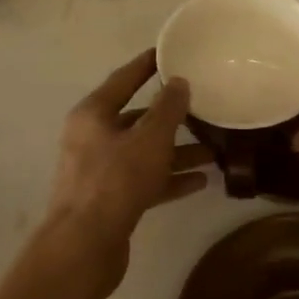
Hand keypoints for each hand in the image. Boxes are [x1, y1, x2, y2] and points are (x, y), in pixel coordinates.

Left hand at [44, 51, 210, 278]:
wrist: (85, 245)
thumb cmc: (115, 181)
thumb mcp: (149, 139)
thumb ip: (167, 109)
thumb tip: (178, 82)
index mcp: (93, 114)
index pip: (123, 79)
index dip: (147, 65)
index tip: (170, 53)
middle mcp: (92, 138)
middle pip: (136, 119)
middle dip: (171, 117)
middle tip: (204, 108)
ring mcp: (100, 171)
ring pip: (144, 153)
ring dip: (176, 152)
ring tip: (213, 151)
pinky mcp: (111, 200)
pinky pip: (145, 181)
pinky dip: (169, 179)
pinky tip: (201, 181)